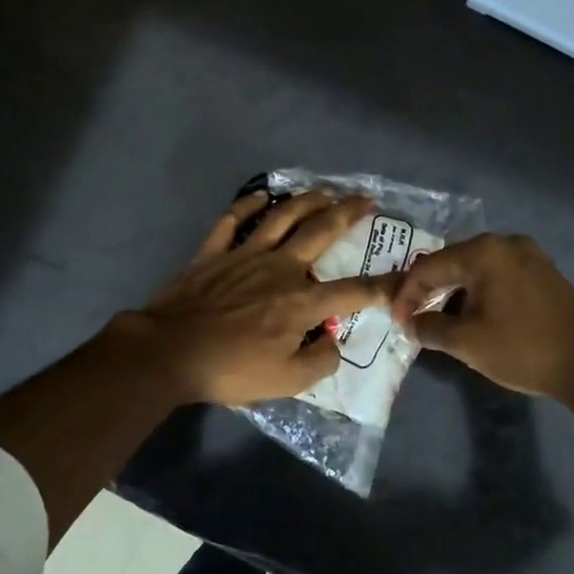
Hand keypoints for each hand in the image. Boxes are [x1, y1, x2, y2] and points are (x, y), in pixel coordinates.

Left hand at [122, 190, 396, 406]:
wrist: (169, 352)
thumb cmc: (230, 369)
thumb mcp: (286, 382)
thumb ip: (320, 361)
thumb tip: (334, 343)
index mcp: (301, 301)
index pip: (354, 290)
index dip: (384, 285)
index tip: (405, 276)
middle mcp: (280, 268)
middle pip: (321, 231)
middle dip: (348, 212)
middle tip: (366, 199)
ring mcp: (245, 254)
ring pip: (282, 217)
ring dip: (307, 200)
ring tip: (324, 191)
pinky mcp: (214, 252)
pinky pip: (233, 220)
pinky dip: (248, 205)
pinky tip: (261, 196)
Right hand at [390, 233, 573, 402]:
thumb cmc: (522, 349)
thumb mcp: (466, 342)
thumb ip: (430, 328)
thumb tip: (411, 324)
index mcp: (484, 252)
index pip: (429, 266)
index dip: (407, 294)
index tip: (397, 322)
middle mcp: (506, 243)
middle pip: (452, 261)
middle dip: (429, 290)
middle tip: (413, 317)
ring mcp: (530, 255)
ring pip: (476, 269)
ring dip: (454, 292)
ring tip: (440, 319)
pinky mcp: (544, 272)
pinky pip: (498, 275)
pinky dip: (479, 292)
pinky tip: (473, 315)